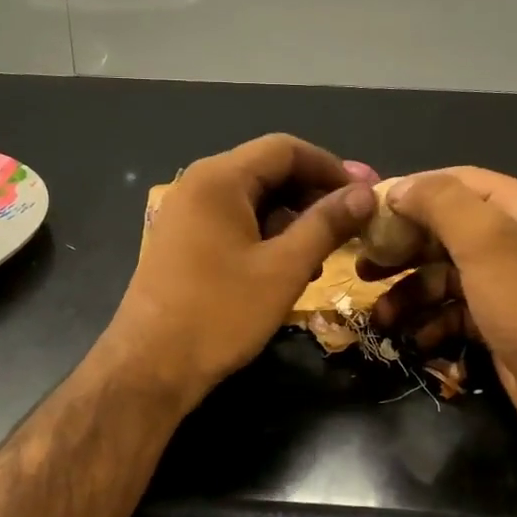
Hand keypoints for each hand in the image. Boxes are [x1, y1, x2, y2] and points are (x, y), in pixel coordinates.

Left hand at [109, 135, 376, 400]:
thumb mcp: (284, 269)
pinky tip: (290, 268)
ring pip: (252, 201)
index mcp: (219, 179)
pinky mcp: (183, 243)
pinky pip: (234, 224)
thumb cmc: (220, 314)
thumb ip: (326, 225)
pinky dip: (266, 237)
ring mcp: (186, 215)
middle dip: (314, 195)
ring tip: (326, 254)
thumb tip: (365, 194)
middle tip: (353, 224)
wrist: (150, 367)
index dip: (331, 167)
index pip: (286, 149)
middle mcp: (197, 186)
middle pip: (268, 172)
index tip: (366, 194)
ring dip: (293, 220)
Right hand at [363, 167, 516, 441]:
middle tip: (362, 267)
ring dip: (408, 295)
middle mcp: (511, 238)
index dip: (409, 193)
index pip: (453, 182)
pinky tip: (414, 339)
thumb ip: (439, 202)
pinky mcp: (497, 322)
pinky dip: (430, 324)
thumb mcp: (484, 239)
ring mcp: (504, 283)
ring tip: (381, 317)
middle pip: (442, 232)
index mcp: (516, 206)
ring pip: (441, 277)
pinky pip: (452, 313)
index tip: (367, 213)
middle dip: (401, 250)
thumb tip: (397, 189)